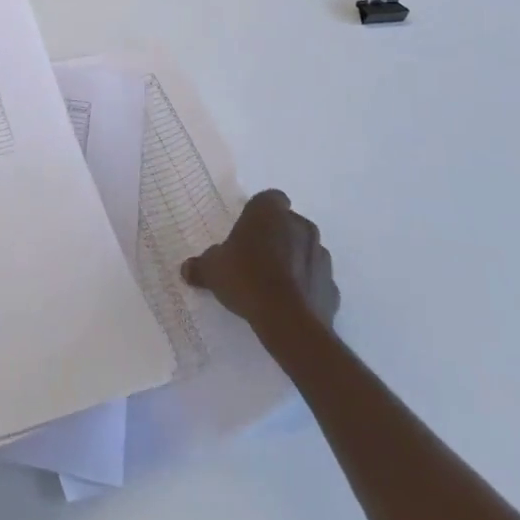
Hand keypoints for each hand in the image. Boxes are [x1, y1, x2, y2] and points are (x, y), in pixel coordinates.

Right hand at [182, 190, 338, 337]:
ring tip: (274, 283)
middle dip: (277, 236)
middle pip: (289, 223)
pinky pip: (316, 280)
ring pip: (306, 250)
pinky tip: (290, 302)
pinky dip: (307, 287)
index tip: (247, 231)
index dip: (259, 213)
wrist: (288, 321)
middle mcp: (300, 225)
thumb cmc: (246, 279)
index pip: (269, 199)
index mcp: (270, 212)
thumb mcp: (212, 270)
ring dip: (295, 260)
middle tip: (257, 257)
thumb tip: (187, 269)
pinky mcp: (332, 286)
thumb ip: (201, 266)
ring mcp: (320, 255)